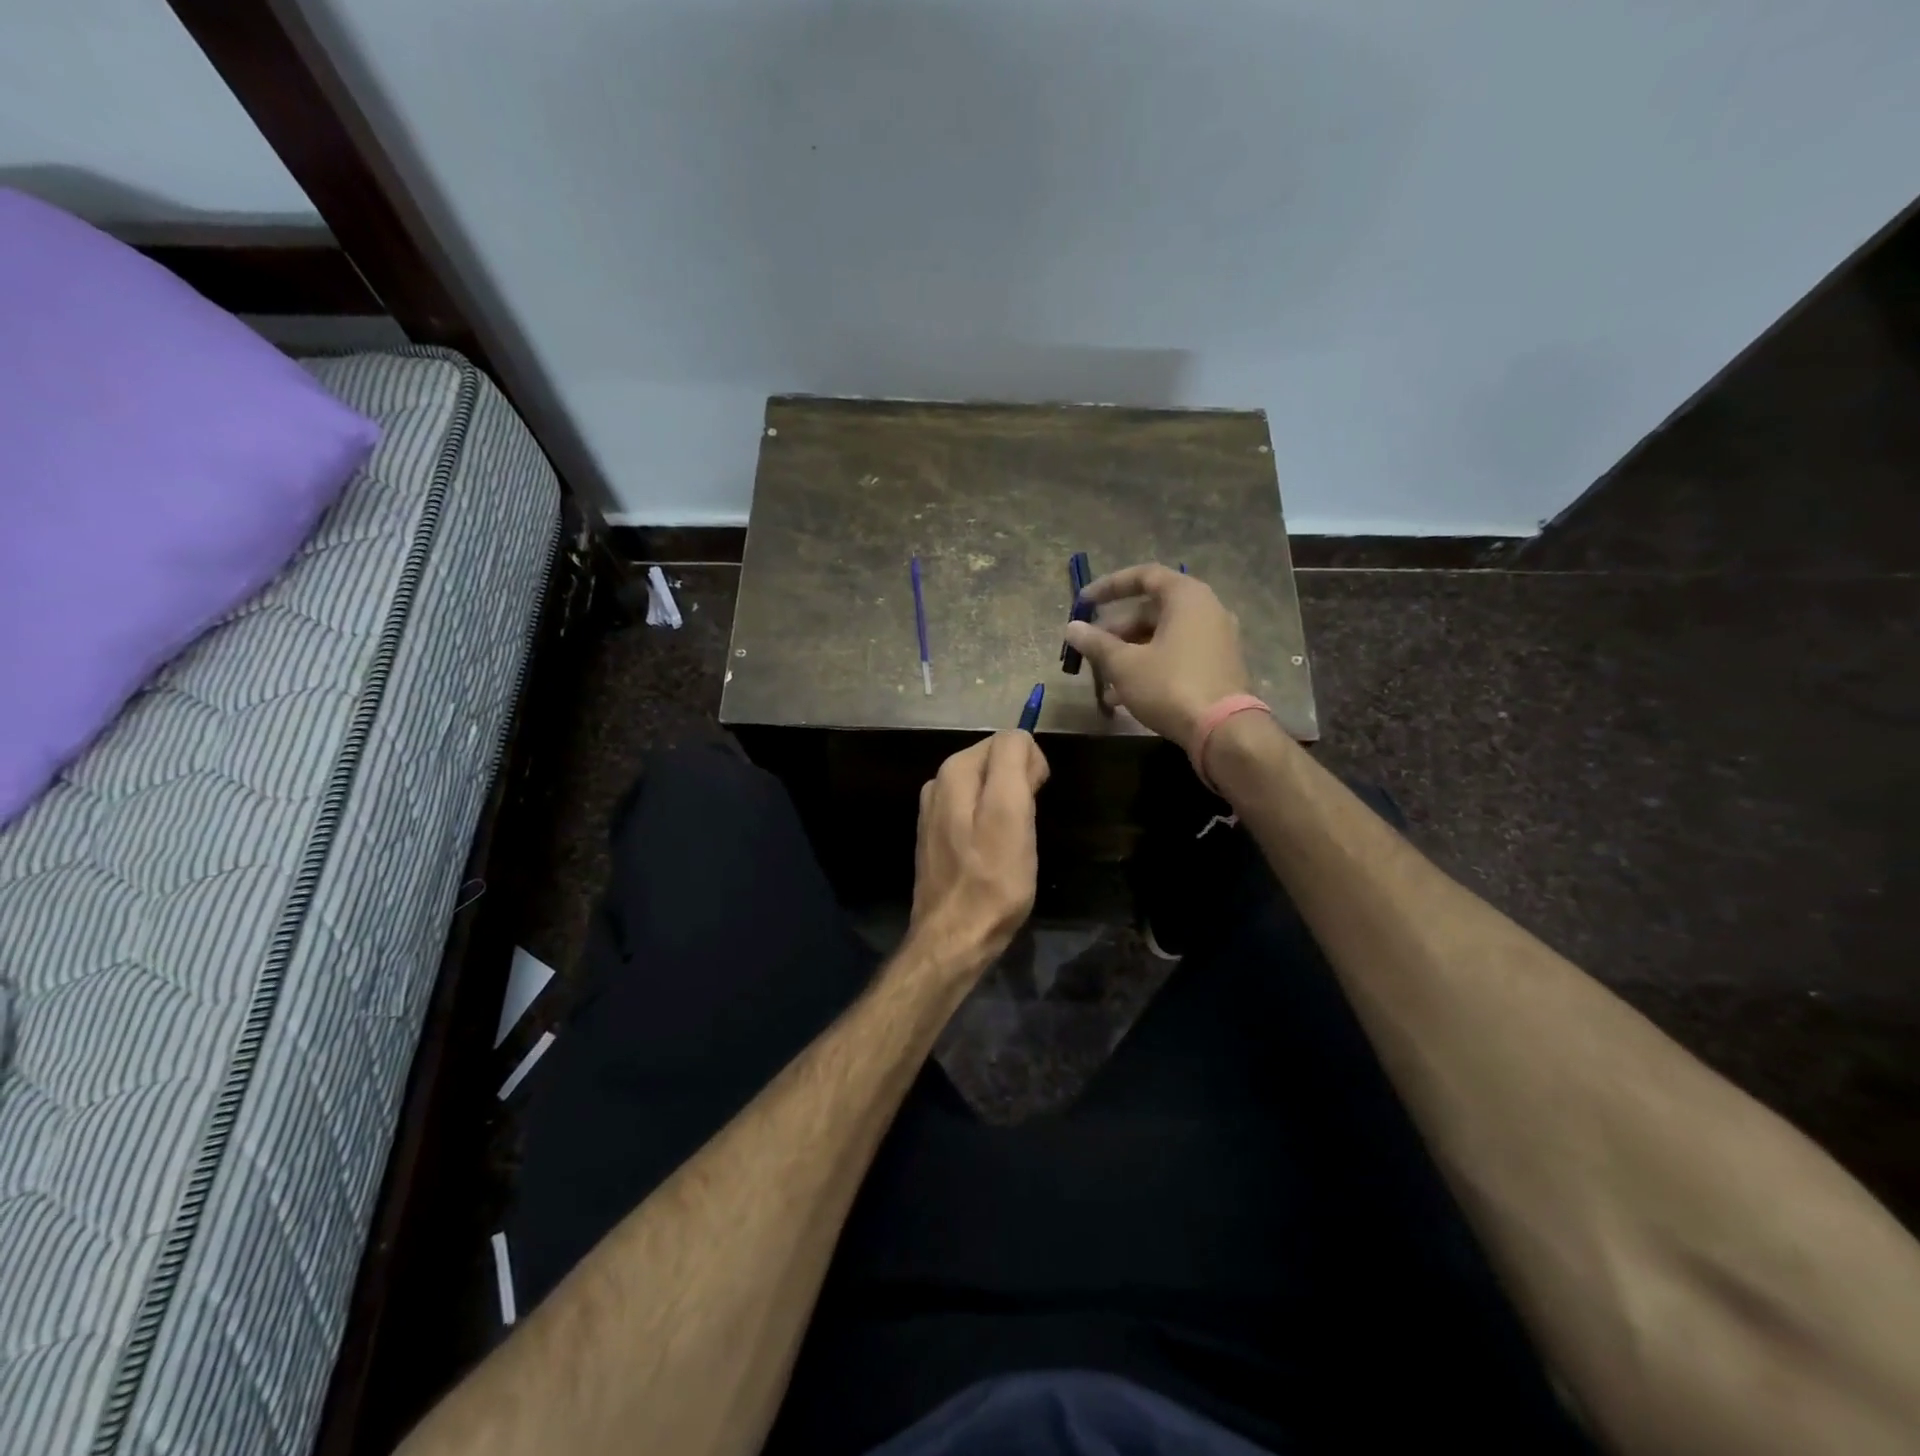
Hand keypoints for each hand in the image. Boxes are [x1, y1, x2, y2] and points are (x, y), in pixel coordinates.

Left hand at [908, 731, 1049, 976]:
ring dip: (1007, 807)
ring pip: (988, 788)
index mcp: (955, 771)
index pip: (1008, 741)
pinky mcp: (937, 837)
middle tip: (1024, 829)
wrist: (955, 938)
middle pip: (995, 762)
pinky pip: (975, 813)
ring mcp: (934, 811)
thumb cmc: (992, 879)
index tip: (1035, 803)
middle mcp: (938, 783)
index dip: (1032, 768)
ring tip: (1010, 845)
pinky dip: (991, 825)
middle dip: (1019, 786)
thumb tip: (1020, 738)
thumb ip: (1013, 764)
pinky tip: (993, 854)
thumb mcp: (1011, 814)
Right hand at [1062, 563, 1250, 752]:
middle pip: (1152, 610)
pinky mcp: (1218, 666)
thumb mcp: (1124, 664)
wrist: (1223, 730)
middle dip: (1116, 630)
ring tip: (1102, 679)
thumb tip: (1072, 628)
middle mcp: (1207, 610)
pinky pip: (1177, 655)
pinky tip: (1124, 696)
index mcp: (1187, 597)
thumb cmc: (1170, 686)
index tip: (1084, 603)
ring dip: (1129, 653)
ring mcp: (1216, 639)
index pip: (1144, 576)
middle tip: (1091, 648)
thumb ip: (1096, 643)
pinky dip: (1150, 666)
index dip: (1110, 586)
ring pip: (1162, 637)